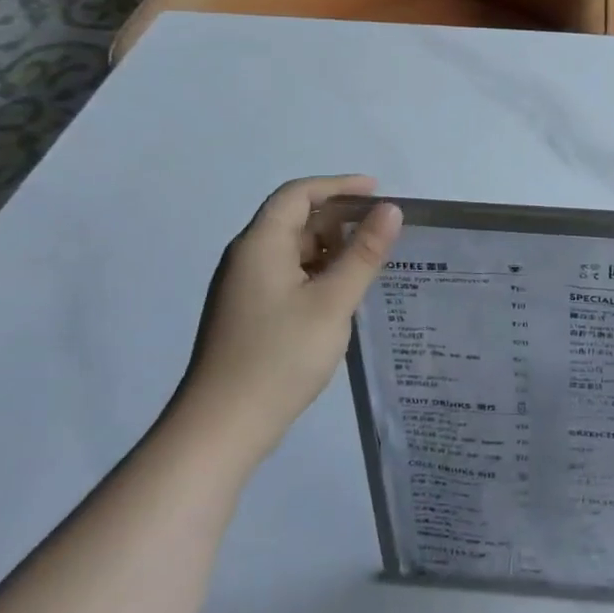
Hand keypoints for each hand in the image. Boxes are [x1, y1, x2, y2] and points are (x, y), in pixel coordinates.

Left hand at [166, 175, 401, 473]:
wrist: (223, 427)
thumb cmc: (280, 356)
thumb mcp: (333, 301)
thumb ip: (364, 253)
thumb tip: (390, 210)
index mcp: (260, 245)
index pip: (298, 194)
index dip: (339, 186)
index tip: (378, 191)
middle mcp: (248, 258)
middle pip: (294, 219)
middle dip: (339, 217)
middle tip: (383, 229)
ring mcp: (245, 288)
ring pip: (293, 249)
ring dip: (332, 247)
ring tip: (372, 260)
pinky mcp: (250, 313)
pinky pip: (289, 275)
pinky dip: (319, 272)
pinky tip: (345, 293)